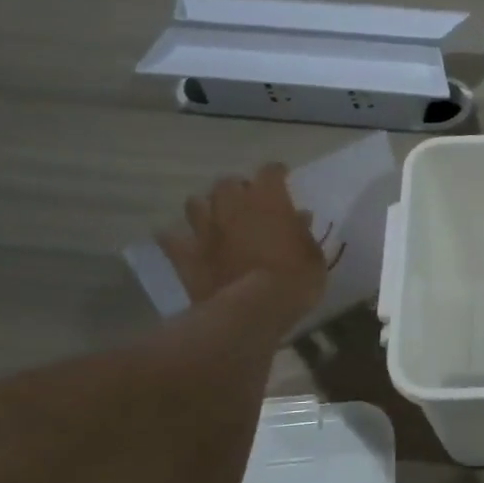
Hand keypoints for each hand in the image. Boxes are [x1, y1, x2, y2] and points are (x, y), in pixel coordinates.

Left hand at [159, 164, 327, 324]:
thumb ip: (303, 232)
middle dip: (237, 188)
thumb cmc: (294, 280)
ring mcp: (204, 228)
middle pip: (228, 182)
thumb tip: (299, 217)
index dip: (277, 174)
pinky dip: (176, 239)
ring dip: (206, 208)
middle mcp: (232, 204)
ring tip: (215, 219)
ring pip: (195, 203)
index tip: (283, 179)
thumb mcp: (313, 256)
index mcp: (268, 199)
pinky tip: (184, 244)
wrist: (253, 311)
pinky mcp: (185, 254)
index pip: (271, 171)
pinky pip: (170, 239)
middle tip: (247, 203)